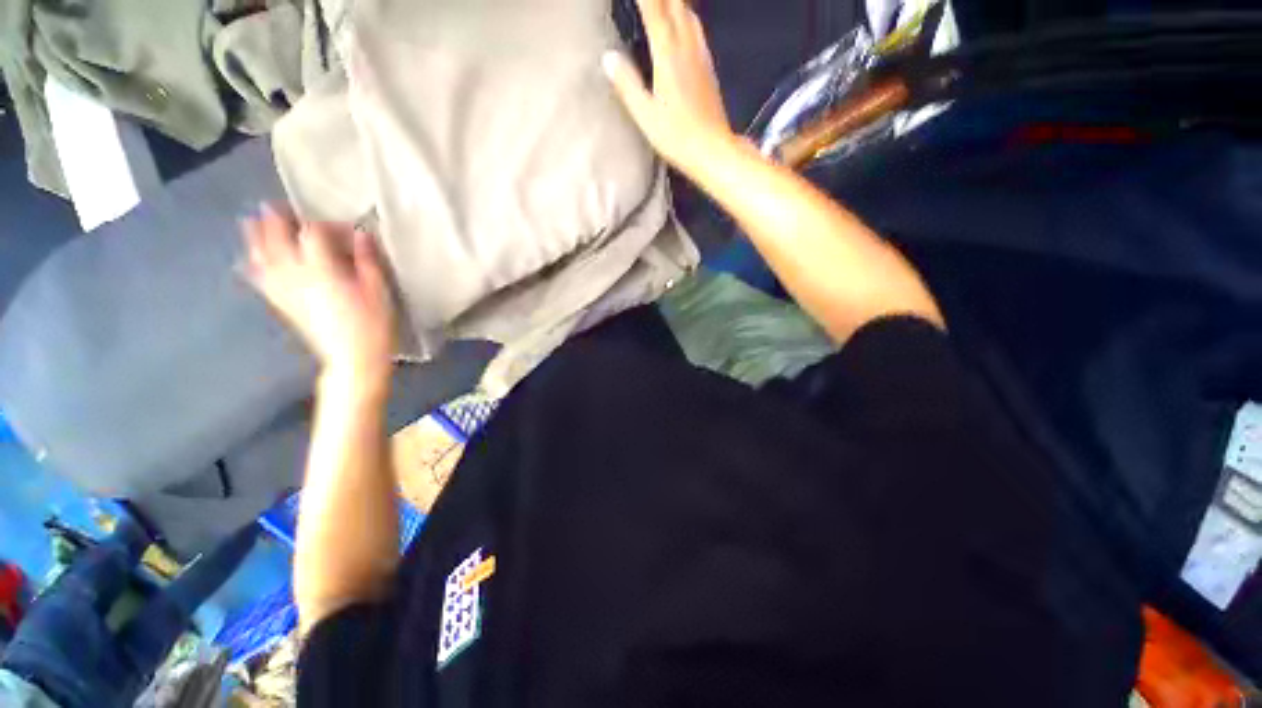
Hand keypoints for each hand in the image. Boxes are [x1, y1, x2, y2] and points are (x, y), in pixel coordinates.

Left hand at [243, 205, 394, 386]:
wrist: (353, 358)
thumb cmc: (373, 324)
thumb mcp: (378, 291)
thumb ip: (368, 260)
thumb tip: (361, 234)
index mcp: (322, 270)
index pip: (314, 234)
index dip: (326, 225)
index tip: (345, 228)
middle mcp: (296, 275)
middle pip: (278, 241)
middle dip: (275, 222)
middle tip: (273, 206)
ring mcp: (285, 290)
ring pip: (263, 258)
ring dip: (255, 238)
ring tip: (249, 222)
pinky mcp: (282, 304)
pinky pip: (261, 280)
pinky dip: (254, 266)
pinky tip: (249, 261)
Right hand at [603, 0, 733, 167]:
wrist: (712, 149)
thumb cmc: (677, 136)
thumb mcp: (646, 115)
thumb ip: (627, 84)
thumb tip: (608, 58)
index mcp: (668, 53)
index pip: (653, 8)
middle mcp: (687, 45)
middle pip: (675, 2)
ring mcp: (701, 54)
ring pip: (689, 11)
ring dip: (674, 0)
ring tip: (662, 3)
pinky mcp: (708, 66)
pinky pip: (696, 28)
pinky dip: (685, 15)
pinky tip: (681, 21)